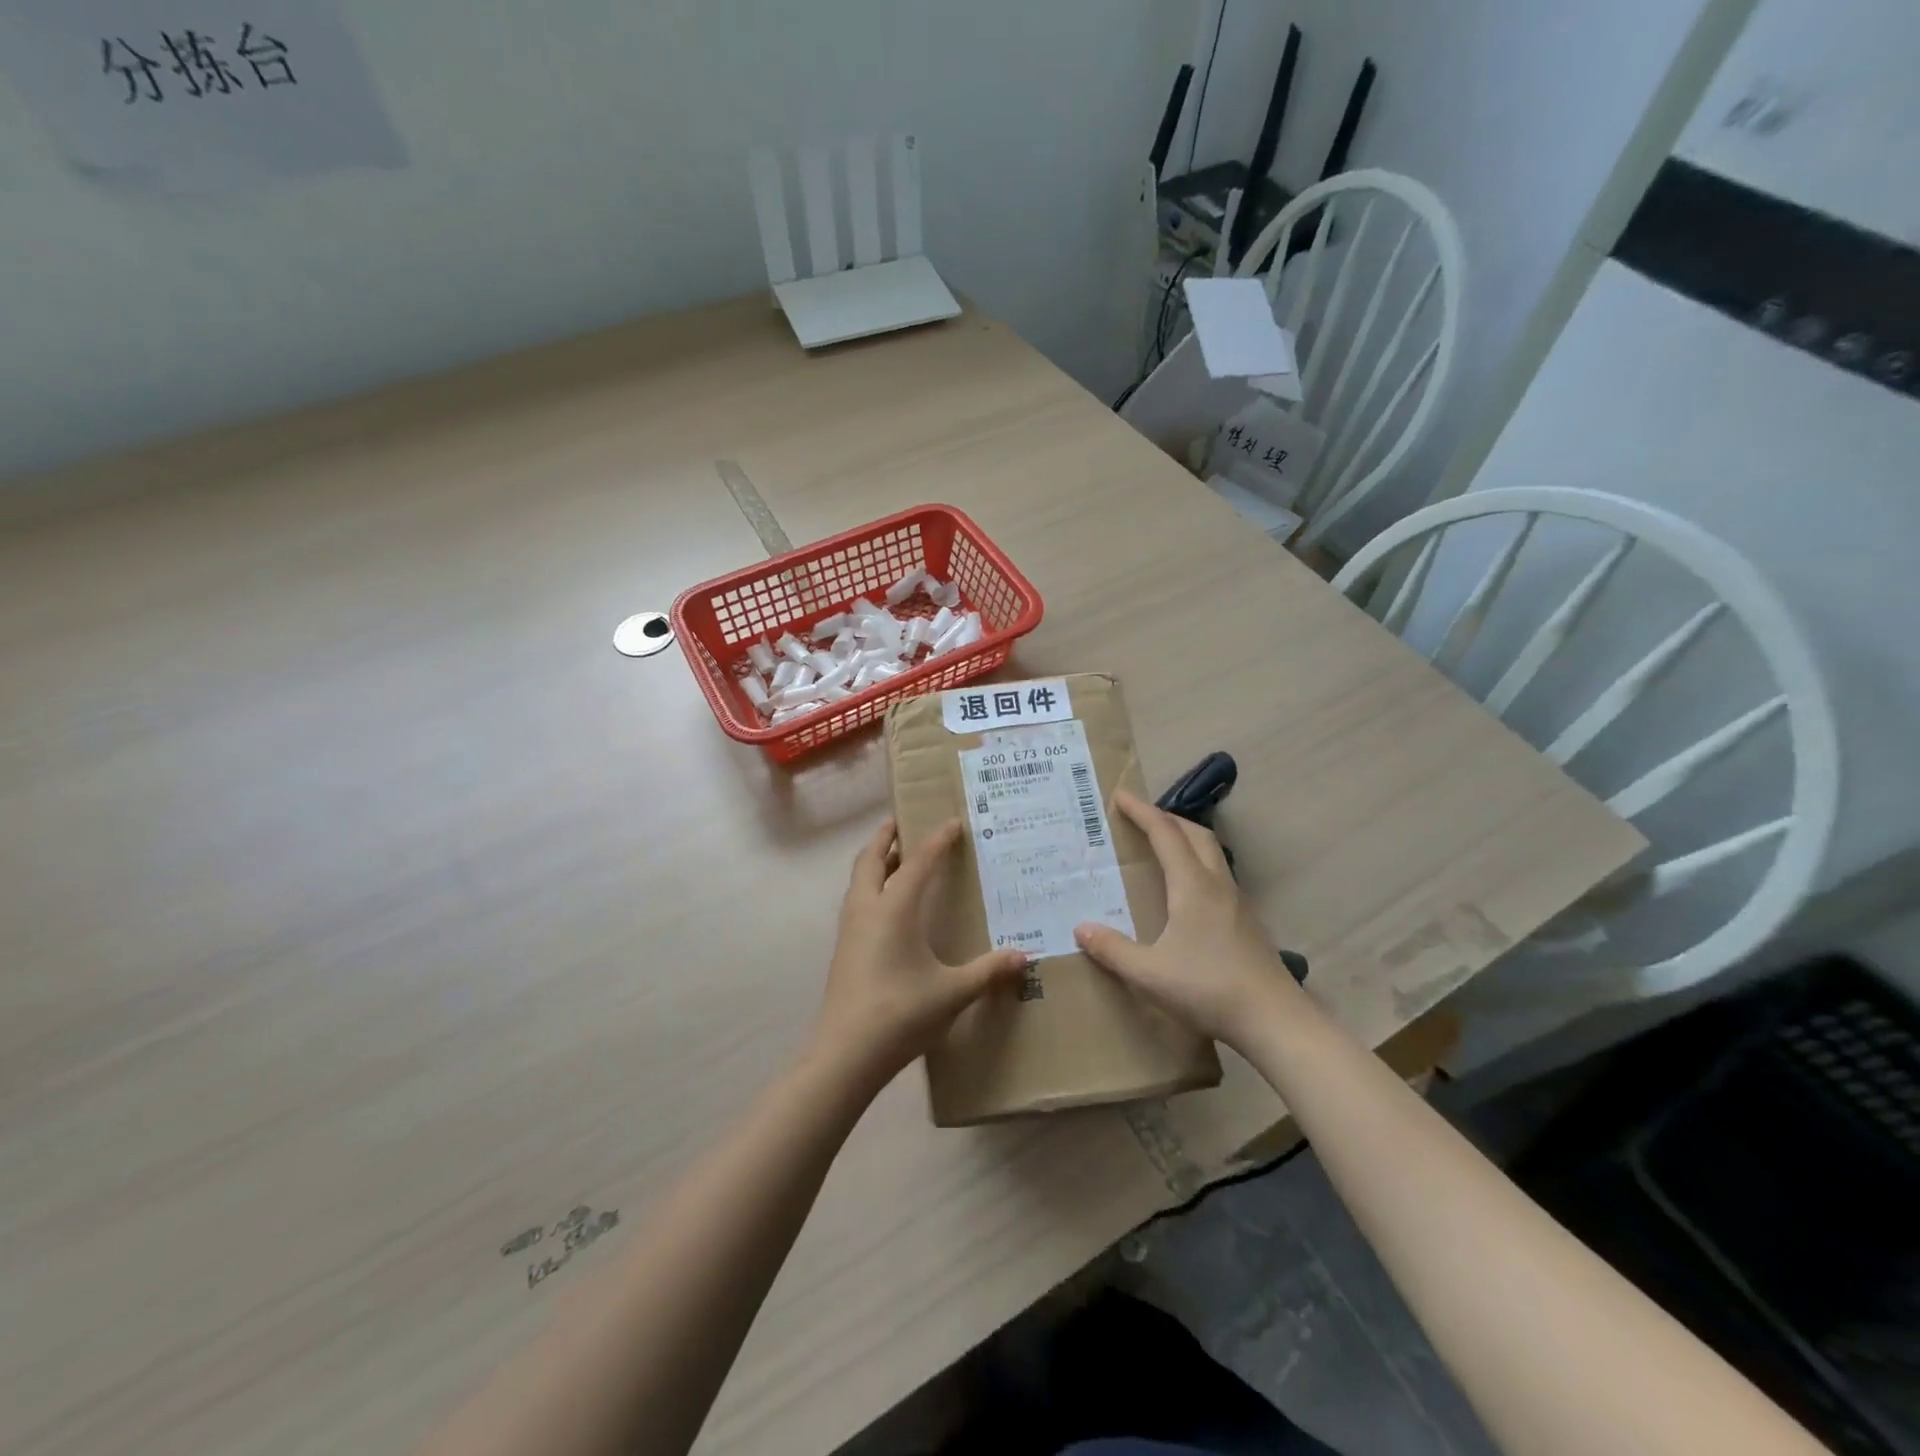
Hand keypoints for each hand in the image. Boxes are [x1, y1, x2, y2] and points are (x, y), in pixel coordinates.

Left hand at [810, 817, 1027, 1089]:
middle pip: (872, 858)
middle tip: (903, 821)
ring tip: (898, 857)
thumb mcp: (952, 992)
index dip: (937, 839)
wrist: (845, 1053)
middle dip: (887, 836)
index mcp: (893, 907)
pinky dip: (872, 885)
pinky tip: (890, 906)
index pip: (918, 861)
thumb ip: (988, 971)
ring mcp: (850, 929)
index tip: (953, 821)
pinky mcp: (844, 949)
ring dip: (876, 860)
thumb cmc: (901, 1012)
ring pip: (860, 879)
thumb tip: (1024, 956)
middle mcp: (867, 908)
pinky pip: (858, 900)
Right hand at [1074, 791, 1300, 1048]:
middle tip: (1141, 817)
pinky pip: (1218, 876)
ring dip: (1186, 840)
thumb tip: (1082, 928)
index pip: (1165, 834)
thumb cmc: (1209, 989)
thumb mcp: (1149, 974)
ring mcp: (1237, 903)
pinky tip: (1186, 893)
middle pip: (1196, 834)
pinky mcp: (1247, 922)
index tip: (1121, 796)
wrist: (1275, 1020)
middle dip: (1167, 818)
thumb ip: (1113, 950)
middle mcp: (1217, 885)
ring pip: (1212, 854)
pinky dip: (1197, 865)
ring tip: (1161, 848)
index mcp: (1192, 886)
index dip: (1142, 811)